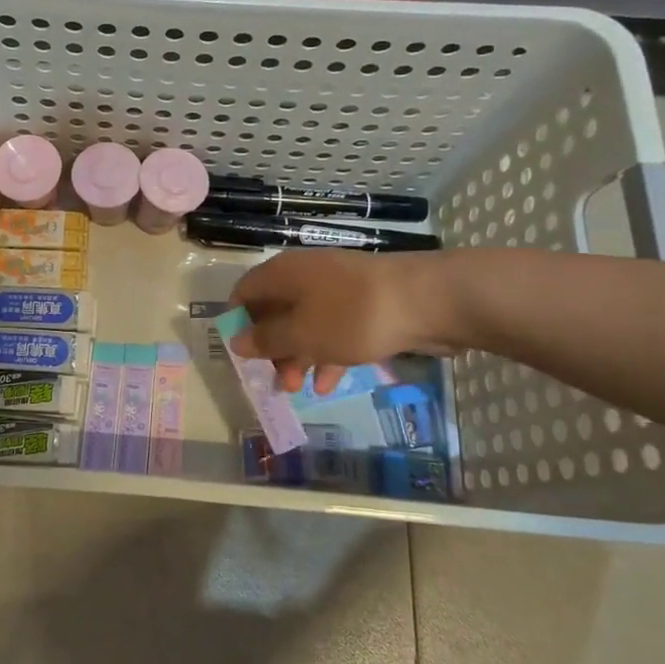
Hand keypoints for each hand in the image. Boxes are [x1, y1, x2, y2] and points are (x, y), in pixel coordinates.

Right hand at [229, 249, 462, 393]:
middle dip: (272, 348)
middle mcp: (306, 276)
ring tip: (298, 389)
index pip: (245, 291)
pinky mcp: (364, 306)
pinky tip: (329, 384)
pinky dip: (328, 354)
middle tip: (275, 381)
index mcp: (284, 274)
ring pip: (305, 324)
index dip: (238, 322)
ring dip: (299, 356)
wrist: (428, 301)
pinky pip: (334, 330)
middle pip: (276, 311)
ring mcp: (338, 290)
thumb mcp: (302, 334)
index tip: (241, 355)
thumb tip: (236, 340)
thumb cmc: (353, 316)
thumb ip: (267, 340)